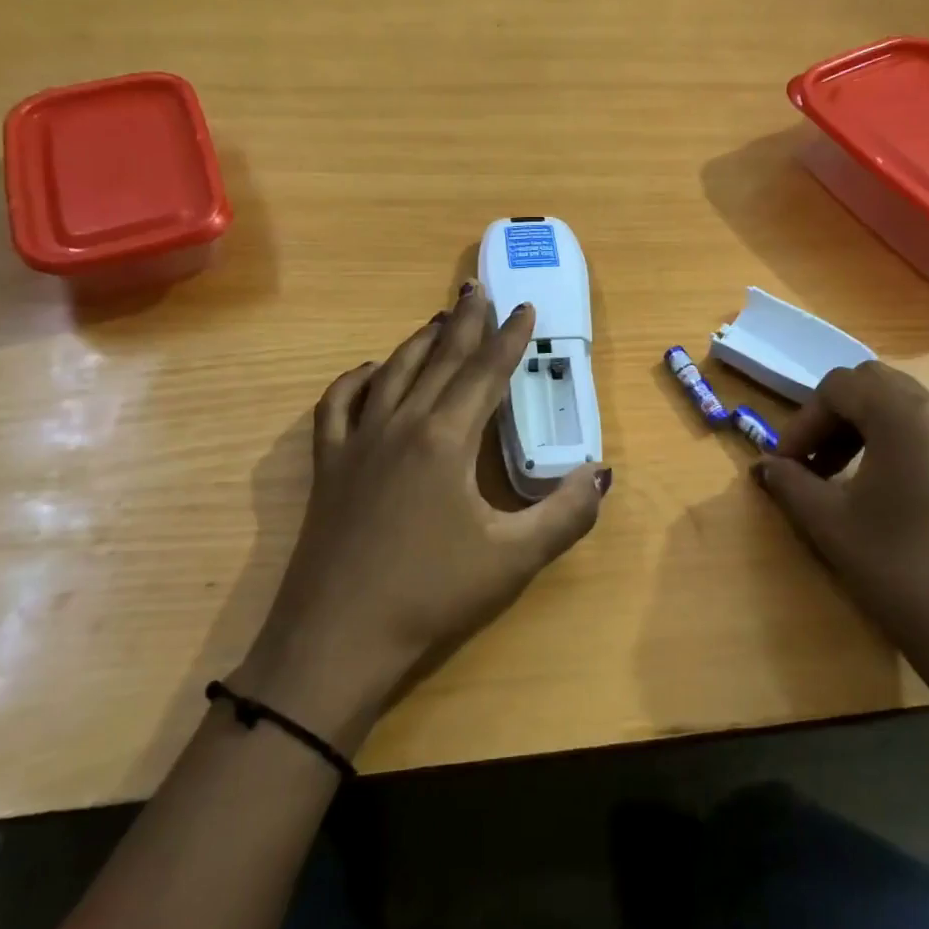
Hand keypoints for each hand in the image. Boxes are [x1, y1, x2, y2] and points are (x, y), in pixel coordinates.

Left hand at [232, 285, 610, 753]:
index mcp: (445, 439)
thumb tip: (599, 474)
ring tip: (438, 321)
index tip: (525, 307)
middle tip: (477, 288)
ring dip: (419, 341)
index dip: (510, 338)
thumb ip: (565, 514)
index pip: (486, 373)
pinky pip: (338, 405)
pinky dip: (356, 380)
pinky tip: (370, 372)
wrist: (337, 640)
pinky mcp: (329, 465)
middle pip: (439, 359)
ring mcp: (358, 442)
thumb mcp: (512, 560)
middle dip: (464, 322)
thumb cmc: (430, 595)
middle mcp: (401, 425)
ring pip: (392, 372)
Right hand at [752, 361, 928, 693]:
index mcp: (907, 415)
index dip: (801, 422)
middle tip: (809, 462)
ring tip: (837, 480)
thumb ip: (790, 484)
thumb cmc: (904, 572)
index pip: (839, 387)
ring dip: (861, 431)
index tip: (784, 465)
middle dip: (832, 418)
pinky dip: (893, 447)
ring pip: (903, 409)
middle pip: (874, 387)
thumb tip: (764, 466)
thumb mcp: (831, 524)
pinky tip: (880, 497)